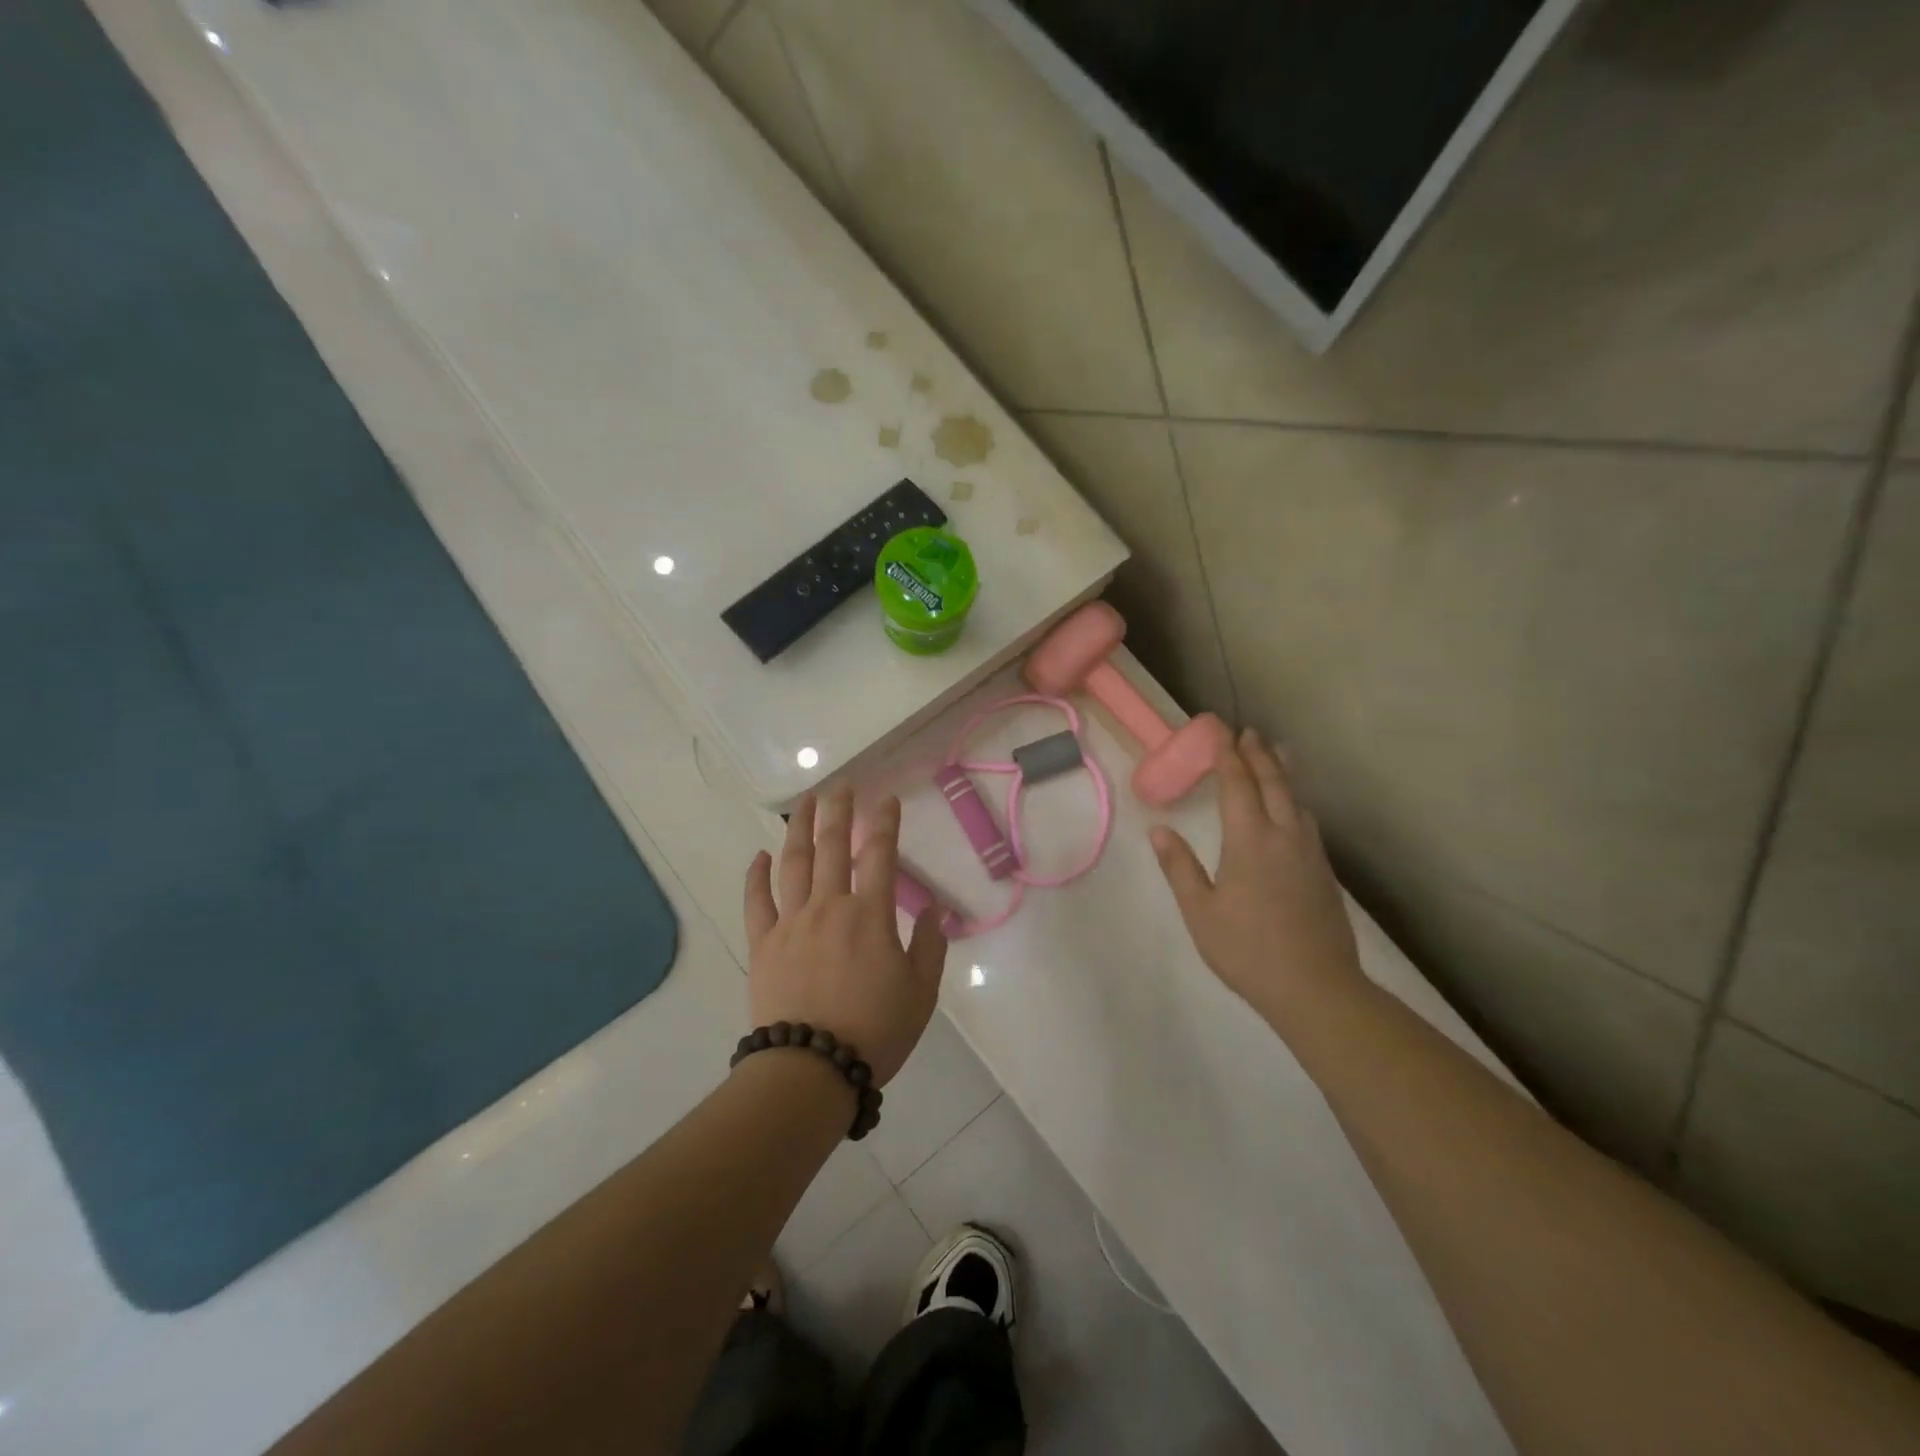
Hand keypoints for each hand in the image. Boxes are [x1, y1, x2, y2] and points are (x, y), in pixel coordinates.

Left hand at [743, 790, 947, 1086]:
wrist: (811, 1069)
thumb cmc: (875, 1031)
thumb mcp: (921, 992)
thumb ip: (931, 945)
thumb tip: (935, 909)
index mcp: (871, 915)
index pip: (880, 854)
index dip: (885, 822)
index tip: (886, 799)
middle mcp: (829, 906)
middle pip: (833, 846)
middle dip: (839, 811)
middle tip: (841, 787)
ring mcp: (791, 922)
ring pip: (794, 863)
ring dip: (799, 829)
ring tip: (805, 804)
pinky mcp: (763, 943)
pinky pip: (757, 901)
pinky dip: (756, 875)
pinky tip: (759, 855)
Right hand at [1150, 729, 1362, 1028]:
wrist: (1316, 987)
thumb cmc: (1247, 949)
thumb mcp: (1200, 911)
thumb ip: (1179, 866)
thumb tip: (1159, 830)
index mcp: (1249, 840)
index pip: (1238, 785)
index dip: (1227, 755)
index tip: (1220, 730)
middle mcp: (1284, 835)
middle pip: (1273, 783)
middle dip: (1258, 754)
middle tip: (1248, 731)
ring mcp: (1309, 852)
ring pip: (1296, 799)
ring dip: (1283, 772)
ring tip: (1277, 753)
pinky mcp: (1324, 871)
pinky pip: (1308, 819)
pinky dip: (1295, 799)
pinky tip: (1294, 808)